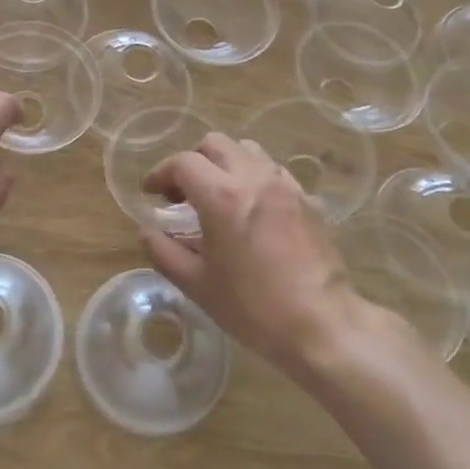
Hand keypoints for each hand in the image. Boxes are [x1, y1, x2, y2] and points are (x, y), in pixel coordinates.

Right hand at [140, 134, 362, 373]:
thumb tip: (147, 233)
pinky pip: (273, 170)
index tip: (150, 193)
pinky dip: (253, 176)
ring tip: (218, 195)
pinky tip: (251, 208)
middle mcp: (254, 178)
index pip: (183, 163)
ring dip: (225, 163)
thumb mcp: (197, 285)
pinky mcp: (307, 199)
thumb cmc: (253, 306)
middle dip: (193, 161)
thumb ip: (165, 253)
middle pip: (215, 144)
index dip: (160, 173)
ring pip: (248, 150)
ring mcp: (285, 185)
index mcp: (222, 196)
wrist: (322, 324)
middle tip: (182, 192)